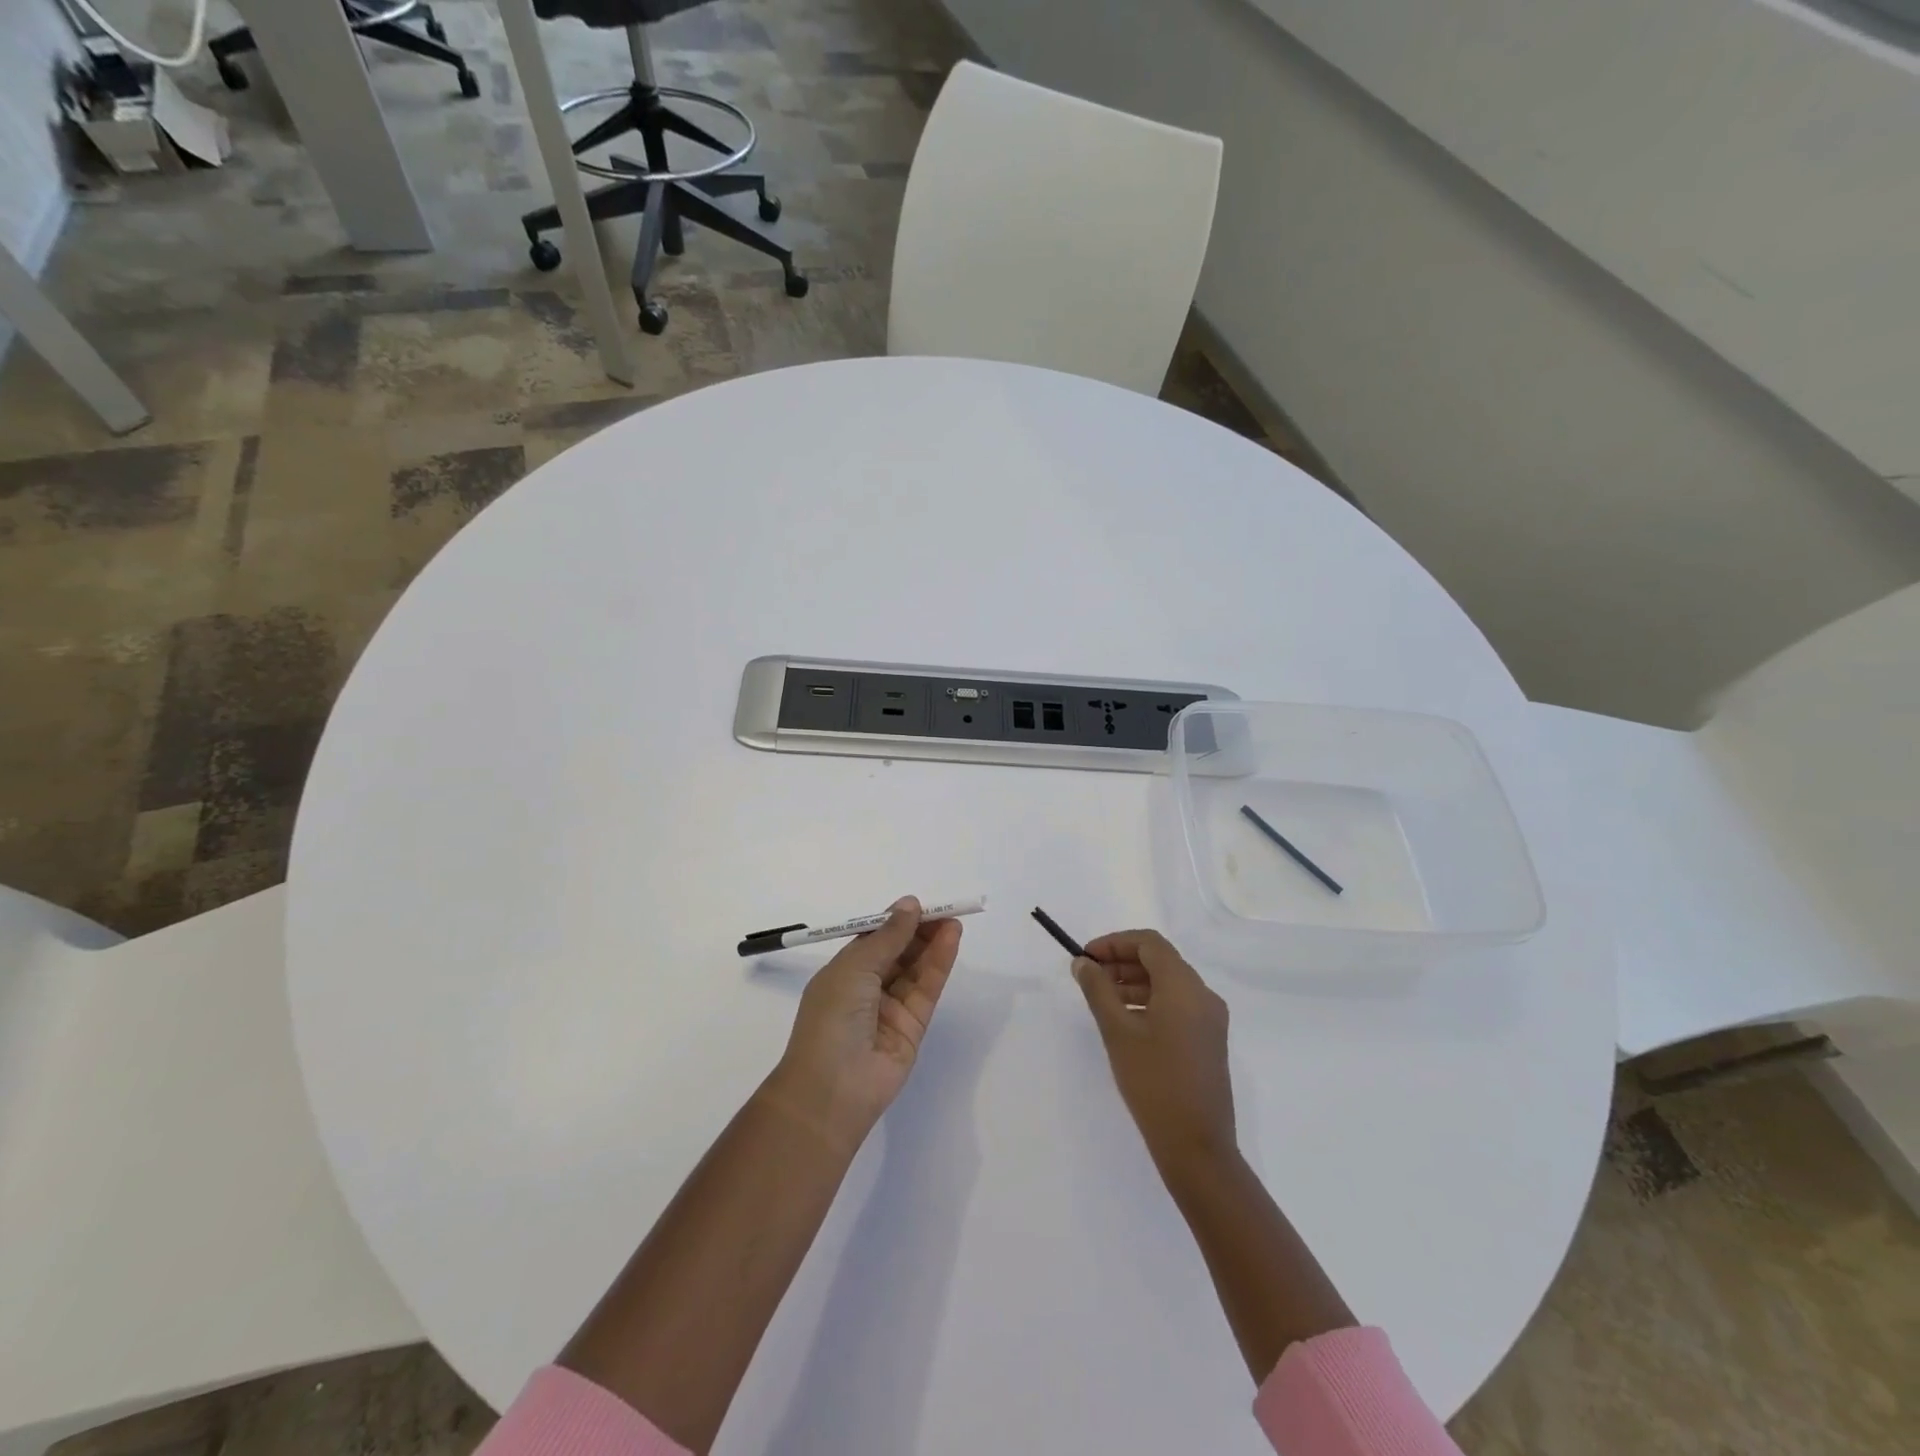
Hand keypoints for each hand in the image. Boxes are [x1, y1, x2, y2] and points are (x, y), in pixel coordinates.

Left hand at [766, 897, 961, 1152]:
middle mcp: (866, 989)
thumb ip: (887, 936)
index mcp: (843, 973)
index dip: (895, 921)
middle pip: (898, 953)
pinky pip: (927, 989)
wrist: (832, 1088)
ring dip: (933, 944)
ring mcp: (891, 1009)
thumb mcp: (854, 968)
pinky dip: (940, 964)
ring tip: (953, 921)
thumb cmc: (831, 1018)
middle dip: (919, 930)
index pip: (874, 940)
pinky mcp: (913, 1027)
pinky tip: (951, 941)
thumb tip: (909, 904)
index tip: (918, 905)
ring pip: (916, 969)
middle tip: (943, 910)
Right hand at [1071, 929, 1236, 1175]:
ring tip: (1102, 999)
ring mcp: (1210, 1019)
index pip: (1149, 943)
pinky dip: (1150, 1002)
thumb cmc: (1154, 1082)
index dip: (1114, 943)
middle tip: (1089, 977)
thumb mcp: (1117, 1032)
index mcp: (1184, 986)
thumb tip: (1083, 963)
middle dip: (1122, 961)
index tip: (1086, 957)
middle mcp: (1203, 995)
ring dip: (1134, 983)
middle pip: (1160, 960)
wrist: (1197, 1146)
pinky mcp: (1209, 1041)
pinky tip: (1126, 1022)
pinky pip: (1178, 1005)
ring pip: (1169, 984)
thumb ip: (1098, 990)